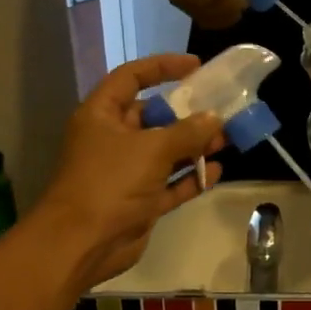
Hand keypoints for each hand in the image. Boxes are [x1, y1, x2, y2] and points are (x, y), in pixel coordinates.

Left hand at [32, 55, 224, 290]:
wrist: (83, 243)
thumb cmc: (110, 182)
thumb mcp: (151, 149)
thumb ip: (186, 132)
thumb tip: (214, 119)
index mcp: (102, 115)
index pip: (132, 77)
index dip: (162, 67)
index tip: (196, 66)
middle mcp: (113, 139)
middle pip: (153, 117)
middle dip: (188, 114)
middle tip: (222, 111)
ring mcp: (126, 173)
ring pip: (166, 152)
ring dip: (194, 147)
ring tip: (226, 140)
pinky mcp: (140, 202)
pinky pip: (170, 184)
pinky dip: (191, 178)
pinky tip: (218, 171)